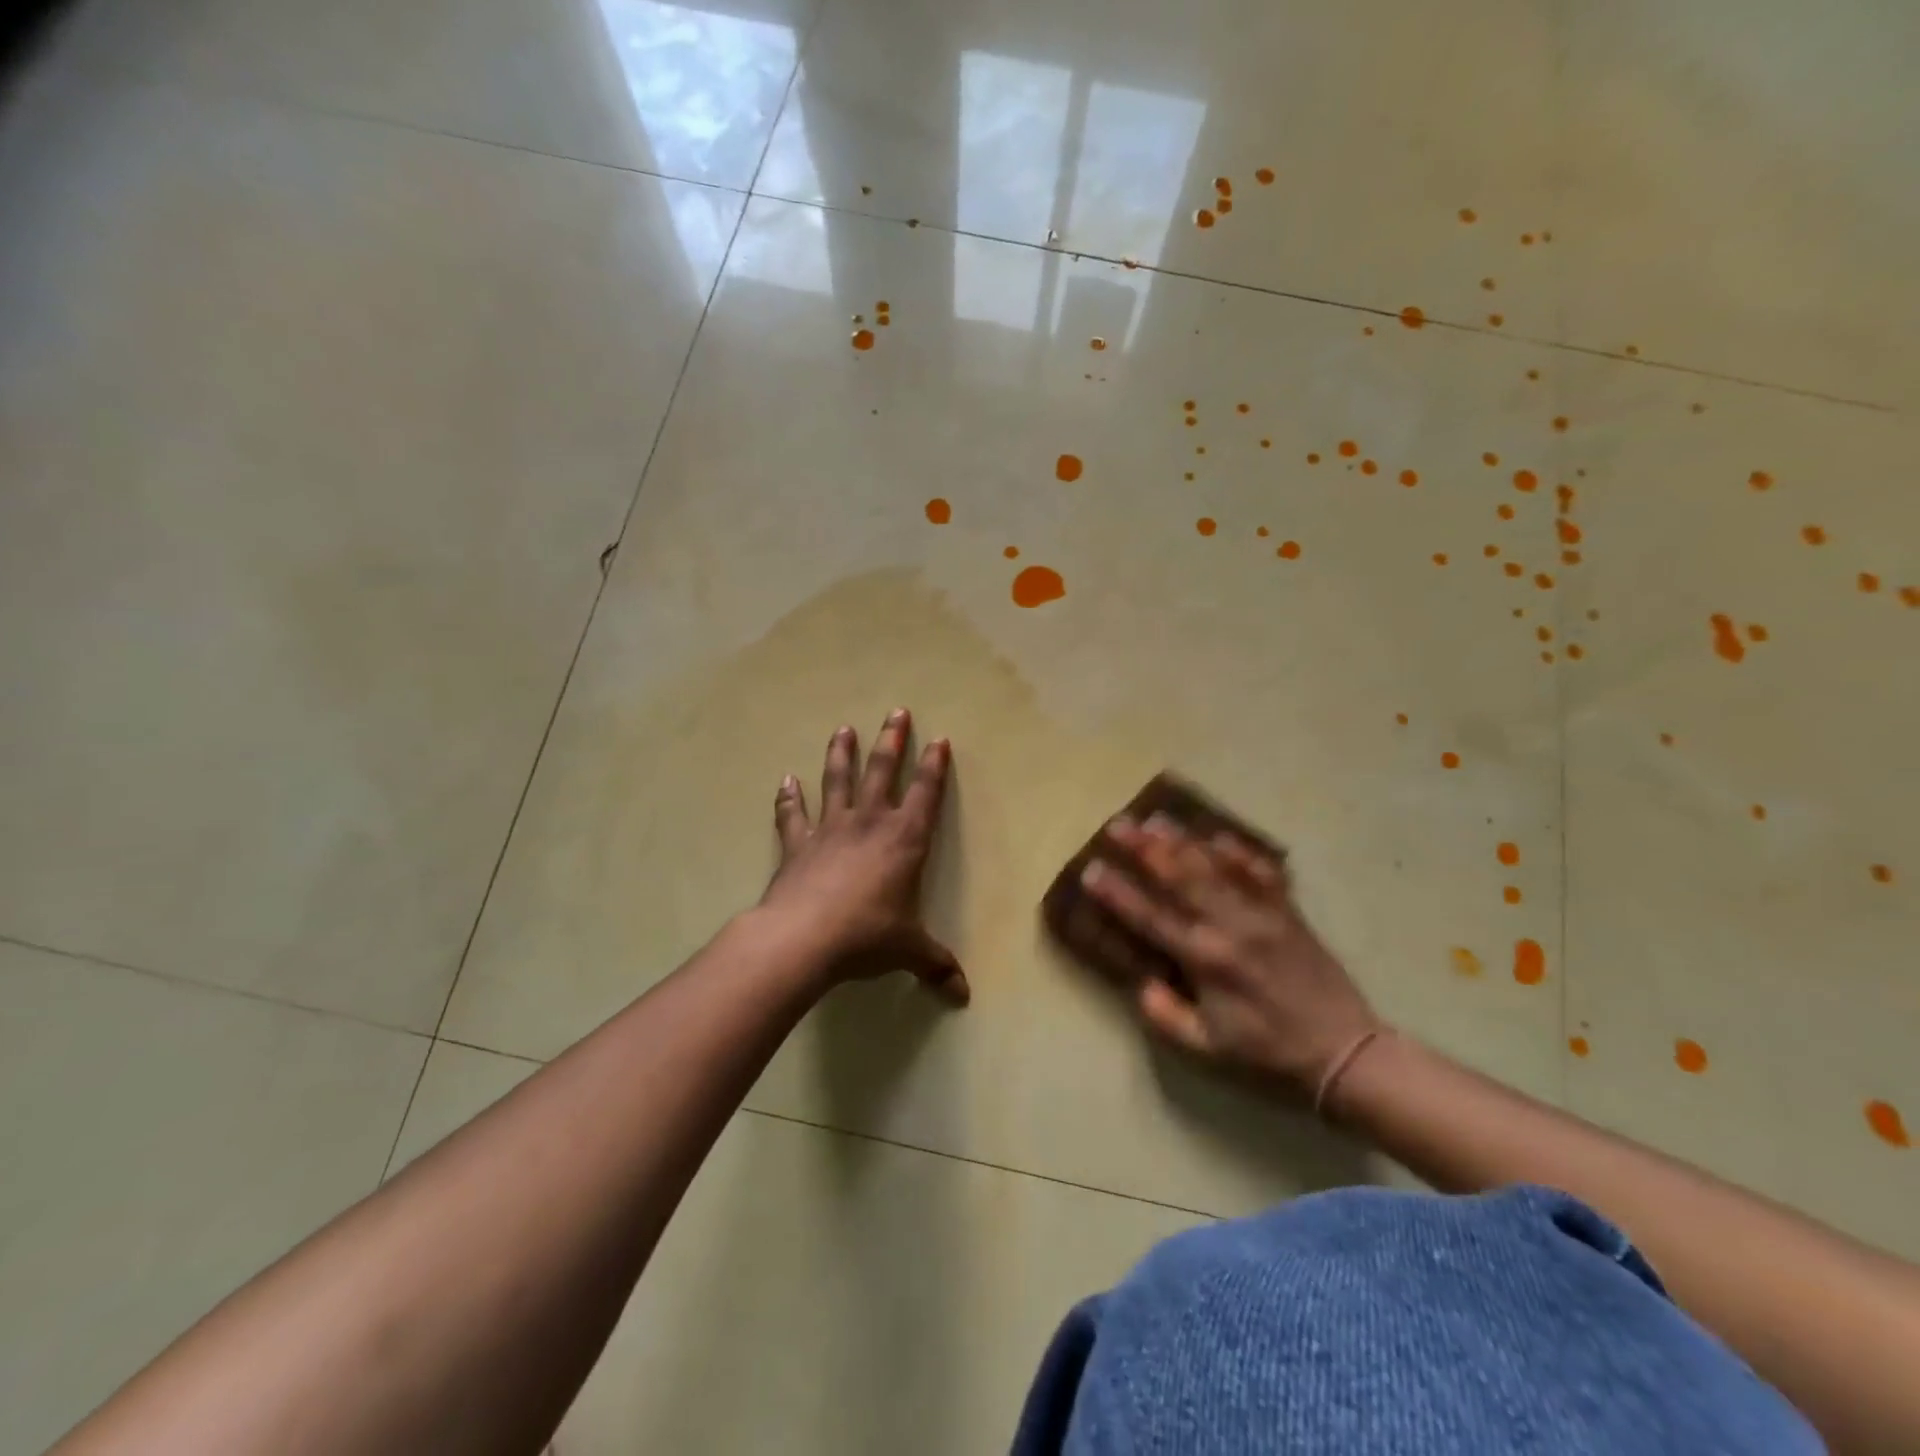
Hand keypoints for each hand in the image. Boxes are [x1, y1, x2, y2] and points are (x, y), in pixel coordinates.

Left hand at [759, 710, 967, 1003]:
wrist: (803, 938)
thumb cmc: (867, 936)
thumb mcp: (909, 950)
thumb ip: (936, 965)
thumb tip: (963, 996)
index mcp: (904, 840)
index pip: (925, 794)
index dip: (933, 766)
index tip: (938, 739)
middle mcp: (869, 824)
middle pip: (882, 771)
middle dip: (892, 740)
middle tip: (896, 711)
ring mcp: (830, 829)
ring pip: (837, 781)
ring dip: (841, 754)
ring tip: (843, 728)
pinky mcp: (797, 844)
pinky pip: (793, 815)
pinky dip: (788, 798)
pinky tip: (786, 780)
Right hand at [1078, 815, 1379, 1095]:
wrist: (1344, 1051)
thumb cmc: (1268, 1052)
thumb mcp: (1208, 1049)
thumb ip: (1167, 1016)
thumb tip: (1141, 983)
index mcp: (1205, 960)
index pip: (1150, 917)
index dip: (1117, 893)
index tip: (1091, 869)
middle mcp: (1229, 927)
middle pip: (1179, 876)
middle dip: (1144, 848)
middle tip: (1118, 824)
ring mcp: (1261, 913)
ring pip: (1215, 865)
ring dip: (1183, 840)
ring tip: (1155, 818)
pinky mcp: (1287, 910)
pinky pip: (1261, 871)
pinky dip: (1239, 851)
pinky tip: (1219, 835)